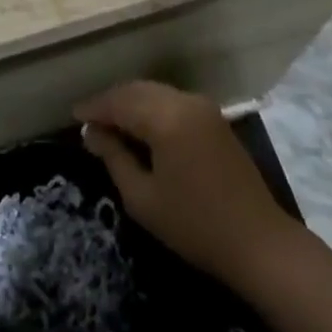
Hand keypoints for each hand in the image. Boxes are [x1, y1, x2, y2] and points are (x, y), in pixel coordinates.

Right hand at [76, 80, 297, 284]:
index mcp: (166, 118)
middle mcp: (185, 101)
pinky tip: (139, 128)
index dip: (95, 108)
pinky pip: (172, 101)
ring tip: (109, 124)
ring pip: (156, 93)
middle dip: (111, 102)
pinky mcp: (214, 118)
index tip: (73, 117)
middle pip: (138, 90)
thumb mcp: (143, 198)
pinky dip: (151, 108)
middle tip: (89, 121)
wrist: (258, 241)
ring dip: (131, 103)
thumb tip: (91, 132)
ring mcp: (203, 107)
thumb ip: (114, 158)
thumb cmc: (194, 225)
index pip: (120, 102)